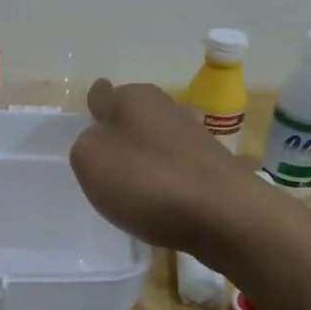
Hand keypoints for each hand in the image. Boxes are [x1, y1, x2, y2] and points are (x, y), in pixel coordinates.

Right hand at [70, 79, 264, 262]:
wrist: (224, 215)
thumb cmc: (147, 180)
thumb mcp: (90, 160)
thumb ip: (86, 144)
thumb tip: (102, 141)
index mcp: (133, 96)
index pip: (102, 93)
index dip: (93, 111)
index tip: (89, 131)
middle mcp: (166, 106)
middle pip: (132, 117)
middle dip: (120, 135)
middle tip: (106, 167)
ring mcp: (195, 135)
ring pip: (157, 142)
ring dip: (146, 158)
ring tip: (132, 190)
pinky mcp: (214, 166)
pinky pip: (177, 168)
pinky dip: (167, 181)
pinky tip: (163, 203)